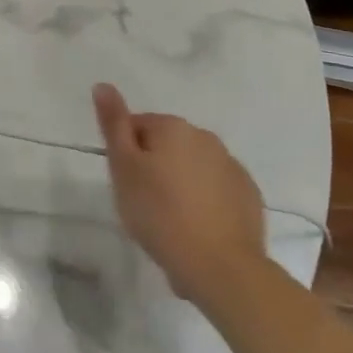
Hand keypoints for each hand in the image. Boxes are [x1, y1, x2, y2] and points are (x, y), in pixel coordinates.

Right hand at [93, 83, 267, 303]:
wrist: (220, 267)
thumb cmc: (159, 214)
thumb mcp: (123, 167)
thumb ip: (113, 124)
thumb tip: (103, 85)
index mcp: (173, 128)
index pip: (137, 126)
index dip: (126, 154)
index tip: (125, 183)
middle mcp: (206, 138)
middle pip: (167, 145)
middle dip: (155, 166)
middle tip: (144, 202)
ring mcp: (232, 167)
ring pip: (194, 167)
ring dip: (181, 183)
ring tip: (171, 220)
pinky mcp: (249, 197)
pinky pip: (217, 190)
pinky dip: (206, 201)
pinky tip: (198, 228)